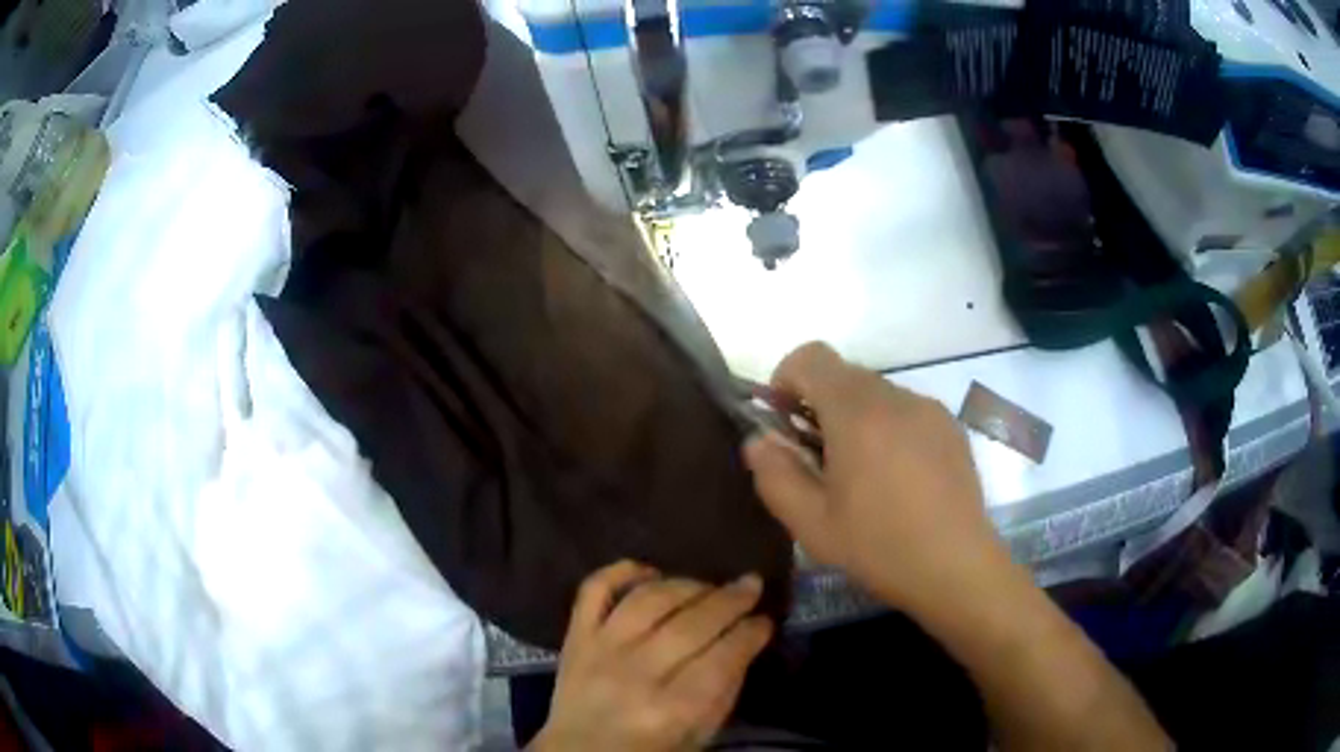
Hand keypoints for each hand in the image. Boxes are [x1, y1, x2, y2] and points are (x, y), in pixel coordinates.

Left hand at [530, 561, 773, 751]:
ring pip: (648, 600)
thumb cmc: (652, 748)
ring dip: (687, 584)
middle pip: (690, 625)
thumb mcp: (701, 734)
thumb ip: (725, 689)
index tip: (766, 620)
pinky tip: (651, 572)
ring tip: (709, 586)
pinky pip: (593, 590)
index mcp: (672, 710)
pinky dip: (622, 571)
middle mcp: (635, 675)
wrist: (580, 751)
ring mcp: (599, 651)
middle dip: (730, 599)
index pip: (722, 658)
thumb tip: (745, 639)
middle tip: (751, 586)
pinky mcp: (575, 636)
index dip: (751, 633)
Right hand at [743, 342, 1005, 622]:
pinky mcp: (952, 427)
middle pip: (844, 374)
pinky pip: (907, 411)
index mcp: (857, 412)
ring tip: (863, 476)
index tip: (785, 424)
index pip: (811, 356)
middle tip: (819, 460)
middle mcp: (896, 397)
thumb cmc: (879, 547)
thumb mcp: (810, 523)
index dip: (787, 380)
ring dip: (856, 419)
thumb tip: (759, 438)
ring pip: (877, 393)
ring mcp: (930, 409)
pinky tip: (899, 480)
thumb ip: (774, 473)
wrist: (957, 567)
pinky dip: (889, 429)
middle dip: (820, 405)